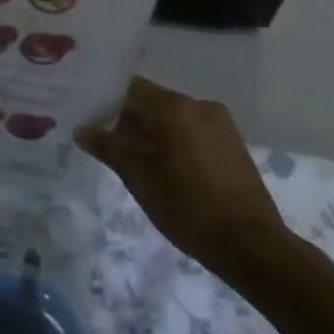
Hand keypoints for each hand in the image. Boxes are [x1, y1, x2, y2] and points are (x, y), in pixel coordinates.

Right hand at [77, 76, 290, 267]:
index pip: (131, 88)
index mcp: (175, 107)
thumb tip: (82, 130)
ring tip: (136, 162)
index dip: (107, 102)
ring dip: (153, 133)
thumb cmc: (187, 207)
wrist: (250, 245)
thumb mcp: (138, 178)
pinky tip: (166, 170)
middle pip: (153, 102)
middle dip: (129, 121)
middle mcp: (199, 105)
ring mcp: (221, 124)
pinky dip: (175, 142)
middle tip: (108, 146)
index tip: (90, 119)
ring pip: (174, 118)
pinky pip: (193, 131)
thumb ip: (109, 147)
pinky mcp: (232, 143)